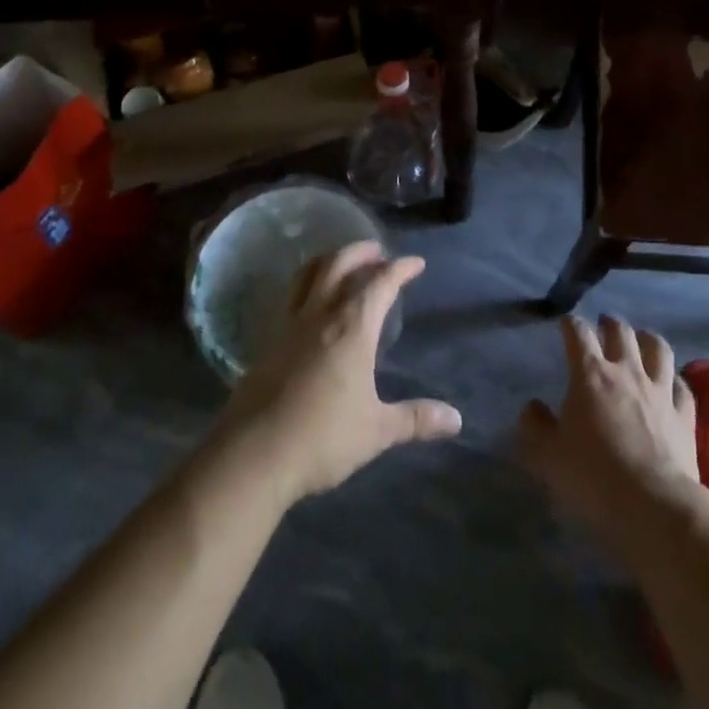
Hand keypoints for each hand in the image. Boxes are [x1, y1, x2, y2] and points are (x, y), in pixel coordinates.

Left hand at [218, 241, 461, 507]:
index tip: (416, 263)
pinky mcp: (267, 344)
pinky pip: (291, 298)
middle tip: (378, 252)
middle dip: (361, 252)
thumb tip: (456, 419)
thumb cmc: (322, 438)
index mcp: (352, 327)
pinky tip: (312, 307)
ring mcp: (289, 327)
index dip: (401, 268)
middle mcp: (320, 315)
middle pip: (339, 264)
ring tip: (342, 264)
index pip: (381, 282)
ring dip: (329, 261)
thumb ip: (415, 419)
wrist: (252, 457)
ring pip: (308, 275)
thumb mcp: (376, 431)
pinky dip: (307, 287)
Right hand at [519, 316, 708, 552]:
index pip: (578, 334)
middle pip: (620, 331)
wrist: (652, 504)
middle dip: (610, 323)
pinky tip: (672, 384)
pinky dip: (675, 380)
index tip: (566, 324)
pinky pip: (682, 386)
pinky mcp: (684, 413)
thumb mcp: (547, 456)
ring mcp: (660, 390)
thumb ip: (535, 426)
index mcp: (590, 375)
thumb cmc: (592, 477)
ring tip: (642, 340)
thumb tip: (533, 406)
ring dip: (647, 339)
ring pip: (658, 348)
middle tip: (604, 324)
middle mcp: (627, 371)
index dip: (571, 324)